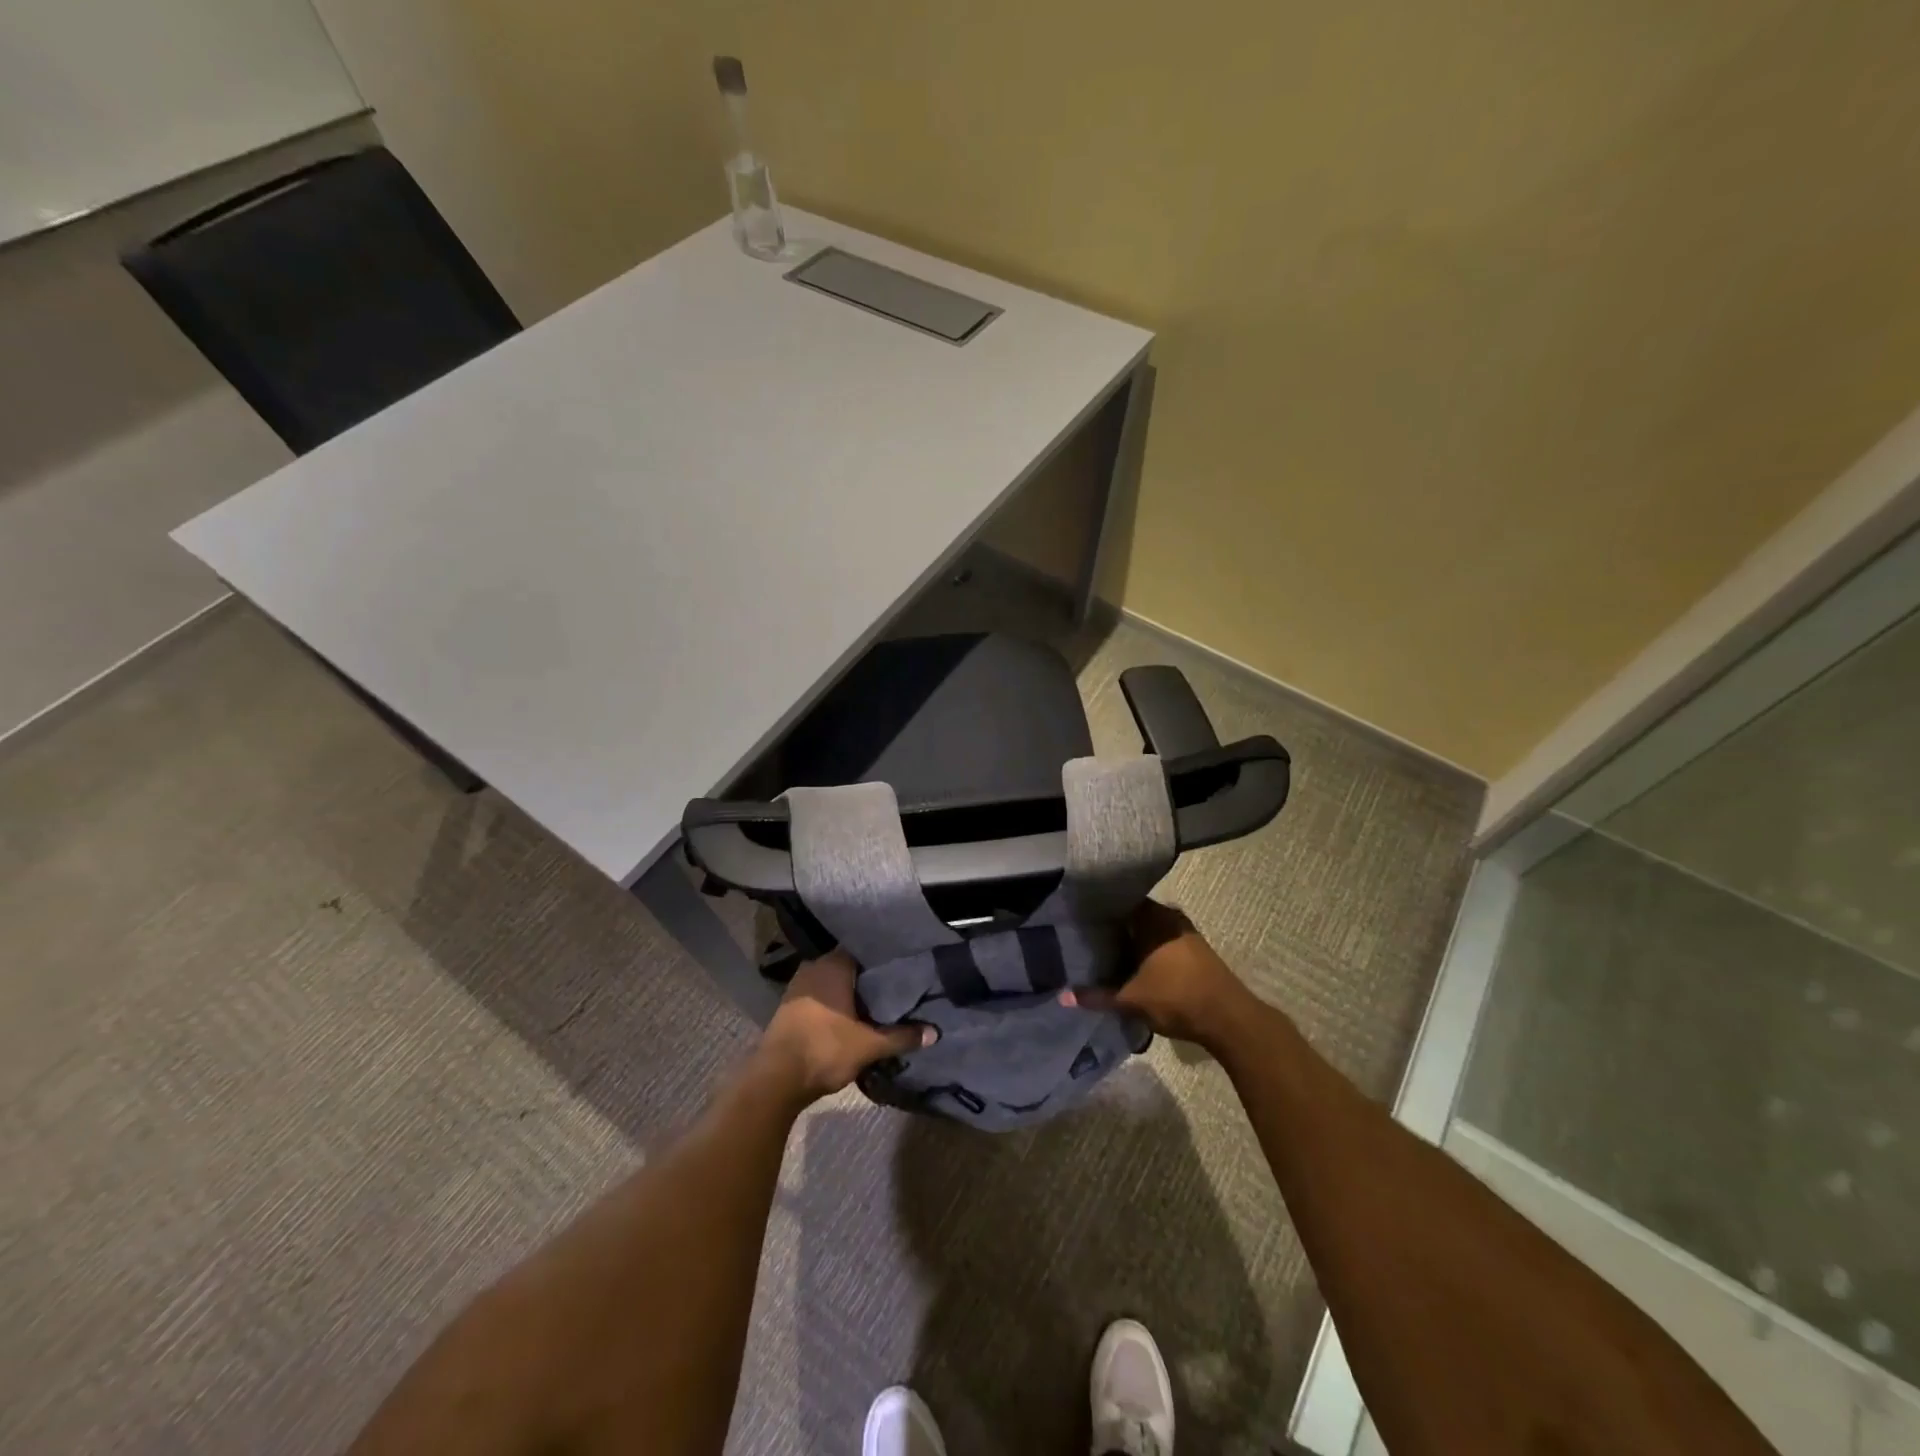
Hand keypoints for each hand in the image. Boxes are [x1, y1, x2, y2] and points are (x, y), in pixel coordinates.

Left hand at [756, 950, 933, 1101]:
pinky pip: (821, 994)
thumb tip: (935, 1033)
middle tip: (897, 983)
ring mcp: (799, 985)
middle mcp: (815, 966)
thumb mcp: (869, 1045)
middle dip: (870, 976)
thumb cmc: (824, 1049)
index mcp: (833, 964)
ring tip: (879, 999)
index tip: (904, 963)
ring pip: (834, 981)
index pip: (865, 948)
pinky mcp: (790, 1005)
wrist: (775, 1079)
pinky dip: (836, 1002)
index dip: (885, 956)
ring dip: (852, 991)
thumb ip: (902, 1036)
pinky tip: (852, 1014)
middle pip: (850, 965)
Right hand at [1063, 900, 1253, 1049]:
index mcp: (1152, 918)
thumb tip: (1063, 997)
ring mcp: (1186, 932)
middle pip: (1135, 914)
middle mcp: (1169, 917)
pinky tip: (1134, 962)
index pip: (1119, 900)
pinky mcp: (1196, 949)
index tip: (1079, 915)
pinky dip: (1148, 947)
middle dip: (1114, 924)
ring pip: (1151, 928)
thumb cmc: (1177, 999)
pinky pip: (1163, 939)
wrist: (1229, 1019)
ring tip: (1106, 948)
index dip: (1099, 907)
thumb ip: (1097, 996)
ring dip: (1133, 937)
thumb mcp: (1132, 1000)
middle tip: (1087, 934)